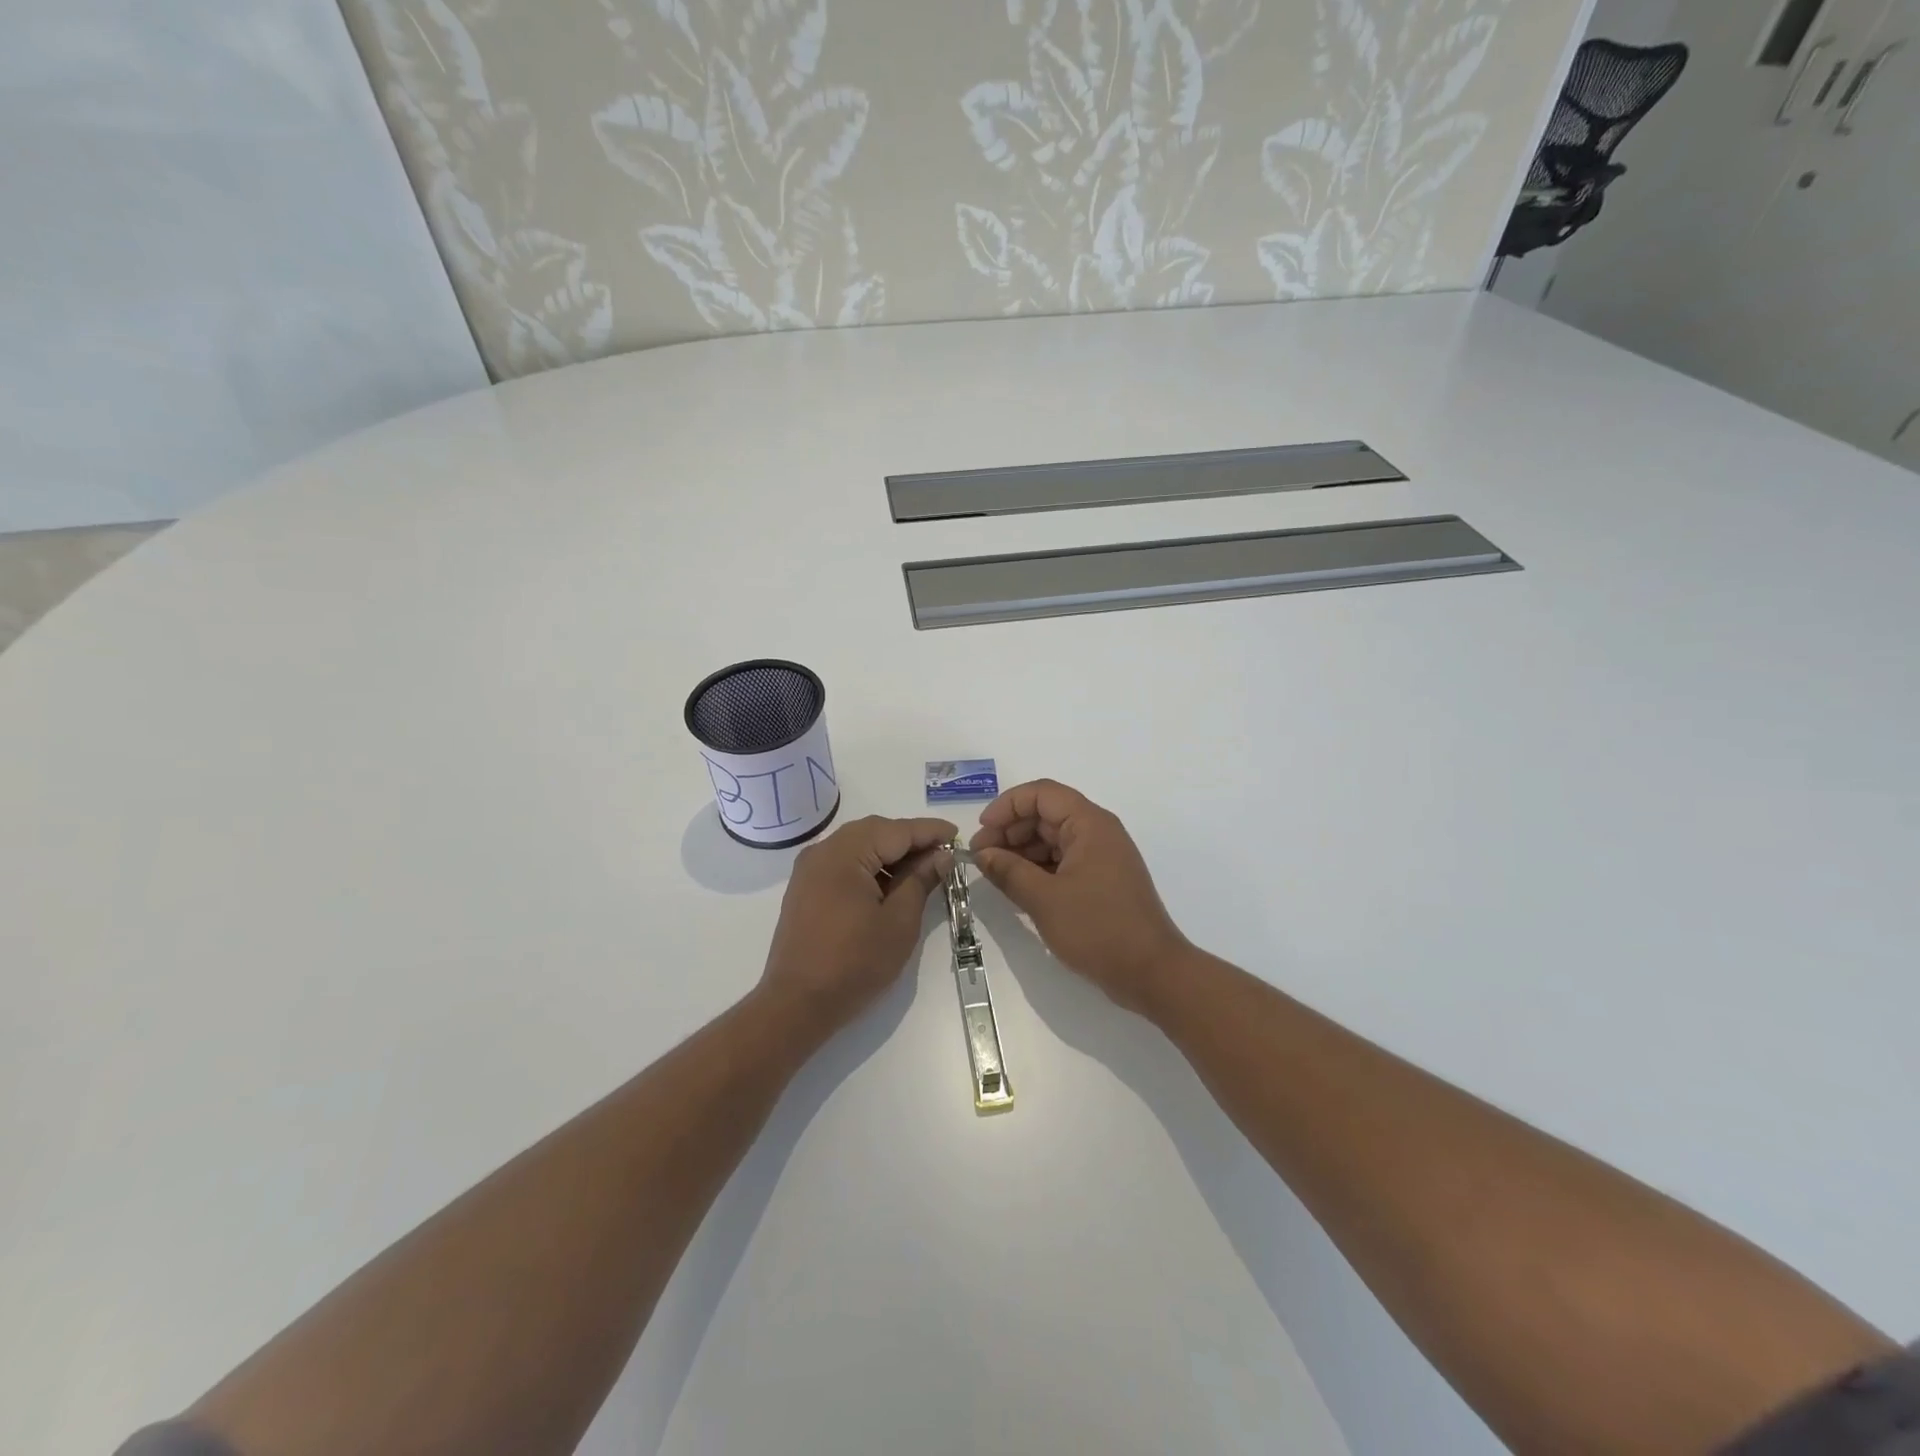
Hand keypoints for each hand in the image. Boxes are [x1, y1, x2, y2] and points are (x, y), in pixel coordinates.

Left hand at [759, 815, 955, 1040]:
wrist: (797, 1004)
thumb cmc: (854, 963)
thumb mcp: (899, 922)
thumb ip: (921, 881)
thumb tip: (940, 856)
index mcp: (845, 853)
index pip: (897, 830)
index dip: (929, 831)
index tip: (957, 834)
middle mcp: (823, 851)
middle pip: (875, 831)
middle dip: (910, 839)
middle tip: (942, 854)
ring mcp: (809, 869)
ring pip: (859, 846)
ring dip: (890, 853)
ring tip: (921, 871)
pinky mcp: (805, 888)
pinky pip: (844, 863)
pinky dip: (870, 866)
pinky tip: (890, 885)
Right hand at [969, 780, 1190, 1016]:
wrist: (1152, 972)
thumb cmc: (1098, 928)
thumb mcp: (1044, 900)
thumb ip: (1009, 871)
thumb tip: (983, 854)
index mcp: (1089, 824)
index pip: (1042, 794)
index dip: (1007, 806)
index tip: (982, 832)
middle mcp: (1098, 832)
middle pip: (1046, 814)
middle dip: (1010, 830)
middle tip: (980, 857)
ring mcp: (1101, 857)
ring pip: (1053, 839)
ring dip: (1022, 851)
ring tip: (994, 874)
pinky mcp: (1102, 881)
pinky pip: (1064, 861)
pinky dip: (1038, 869)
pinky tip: (1018, 886)